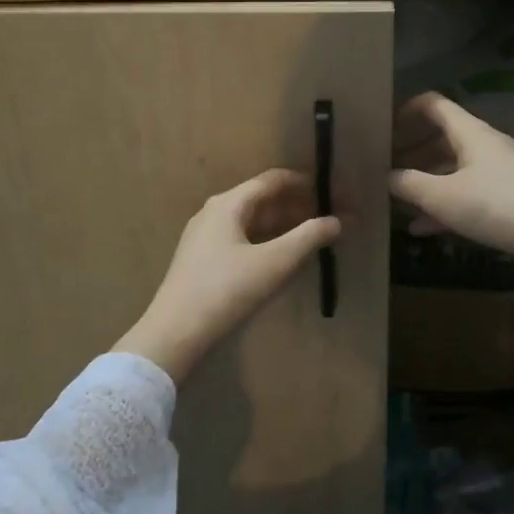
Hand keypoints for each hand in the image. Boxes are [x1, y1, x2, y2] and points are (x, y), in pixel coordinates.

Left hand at [115, 169, 340, 382]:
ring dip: (287, 227)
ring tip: (317, 238)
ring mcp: (207, 237)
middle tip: (334, 220)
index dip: (310, 185)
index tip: (338, 196)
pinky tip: (286, 258)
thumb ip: (309, 237)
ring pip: (255, 222)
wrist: (175, 333)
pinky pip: (245, 240)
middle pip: (266, 200)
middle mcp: (215, 213)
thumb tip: (337, 221)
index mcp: (229, 204)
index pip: (275, 180)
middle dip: (301, 208)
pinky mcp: (204, 260)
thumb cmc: (226, 291)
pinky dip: (270, 242)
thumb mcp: (275, 263)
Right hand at [389, 93, 513, 259]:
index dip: (407, 110)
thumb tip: (385, 176)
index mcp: (470, 132)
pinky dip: (443, 205)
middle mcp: (484, 145)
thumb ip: (408, 184)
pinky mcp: (505, 197)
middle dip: (411, 152)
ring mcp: (496, 172)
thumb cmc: (493, 205)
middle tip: (384, 167)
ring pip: (452, 169)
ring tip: (397, 198)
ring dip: (425, 181)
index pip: (434, 104)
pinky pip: (465, 193)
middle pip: (441, 139)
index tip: (384, 128)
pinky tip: (421, 229)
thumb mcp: (441, 196)